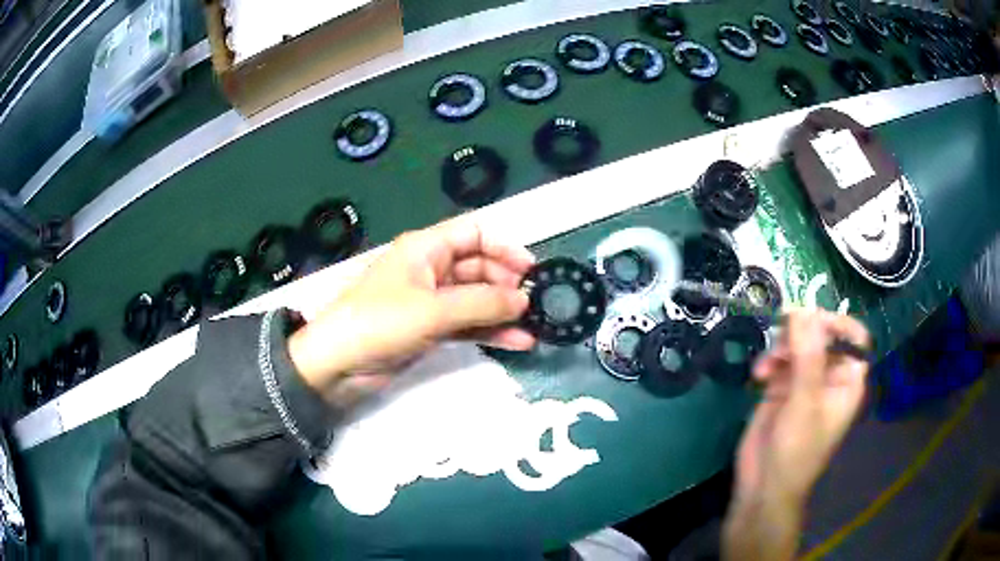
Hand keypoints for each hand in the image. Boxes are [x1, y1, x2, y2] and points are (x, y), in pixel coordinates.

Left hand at [287, 217, 536, 407]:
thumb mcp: (433, 310)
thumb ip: (482, 303)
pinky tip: (517, 342)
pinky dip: (489, 331)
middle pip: (479, 267)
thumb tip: (524, 299)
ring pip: (475, 299)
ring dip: (503, 312)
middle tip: (536, 305)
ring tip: (534, 327)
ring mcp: (430, 301)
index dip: (504, 247)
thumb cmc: (380, 323)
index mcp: (426, 248)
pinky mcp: (430, 329)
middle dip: (507, 284)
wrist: (338, 365)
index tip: (532, 270)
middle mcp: (430, 269)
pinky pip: (467, 323)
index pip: (474, 234)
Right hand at [723, 309, 869, 560]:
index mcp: (847, 379)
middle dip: (800, 334)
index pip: (853, 336)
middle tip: (782, 338)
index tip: (810, 320)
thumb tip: (803, 309)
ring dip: (780, 347)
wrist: (763, 486)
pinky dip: (768, 362)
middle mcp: (828, 375)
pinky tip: (758, 376)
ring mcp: (804, 381)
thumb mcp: (805, 401)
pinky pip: (778, 360)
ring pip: (797, 343)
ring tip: (767, 366)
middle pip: (821, 334)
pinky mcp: (781, 388)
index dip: (836, 323)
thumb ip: (807, 355)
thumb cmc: (796, 449)